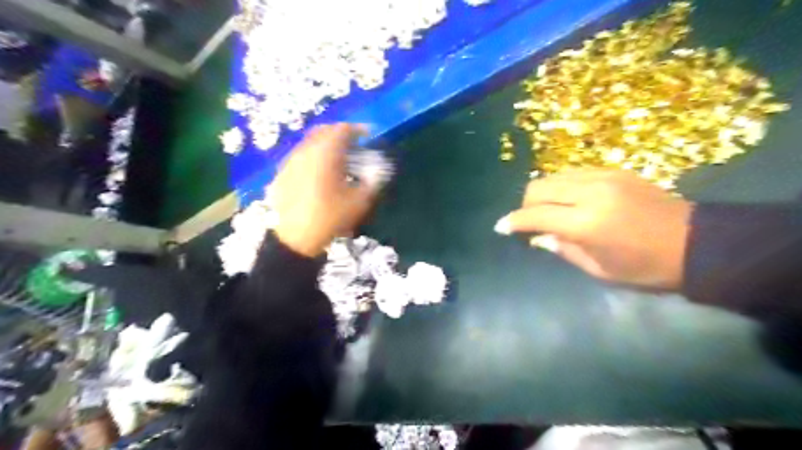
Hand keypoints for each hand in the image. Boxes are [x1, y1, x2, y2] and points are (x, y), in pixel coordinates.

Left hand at [270, 124, 377, 255]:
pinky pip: (301, 156)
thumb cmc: (330, 217)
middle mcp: (305, 151)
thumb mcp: (359, 201)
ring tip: (338, 160)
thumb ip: (372, 181)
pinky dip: (314, 157)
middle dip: (340, 134)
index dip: (358, 130)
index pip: (342, 129)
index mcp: (326, 154)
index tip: (368, 136)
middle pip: (324, 131)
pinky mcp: (282, 173)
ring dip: (326, 145)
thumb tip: (379, 170)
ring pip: (310, 143)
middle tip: (353, 145)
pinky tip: (320, 173)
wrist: (295, 239)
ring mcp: (291, 161)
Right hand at [492, 168, 691, 287]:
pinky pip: (573, 173)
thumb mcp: (599, 269)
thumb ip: (562, 249)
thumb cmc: (645, 268)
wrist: (697, 244)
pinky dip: (561, 185)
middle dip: (525, 204)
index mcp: (586, 223)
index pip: (535, 215)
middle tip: (527, 221)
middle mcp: (590, 193)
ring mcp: (604, 177)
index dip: (513, 221)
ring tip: (546, 210)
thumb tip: (537, 237)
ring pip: (554, 176)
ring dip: (542, 192)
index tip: (500, 227)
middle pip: (539, 187)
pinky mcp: (615, 171)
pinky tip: (568, 200)